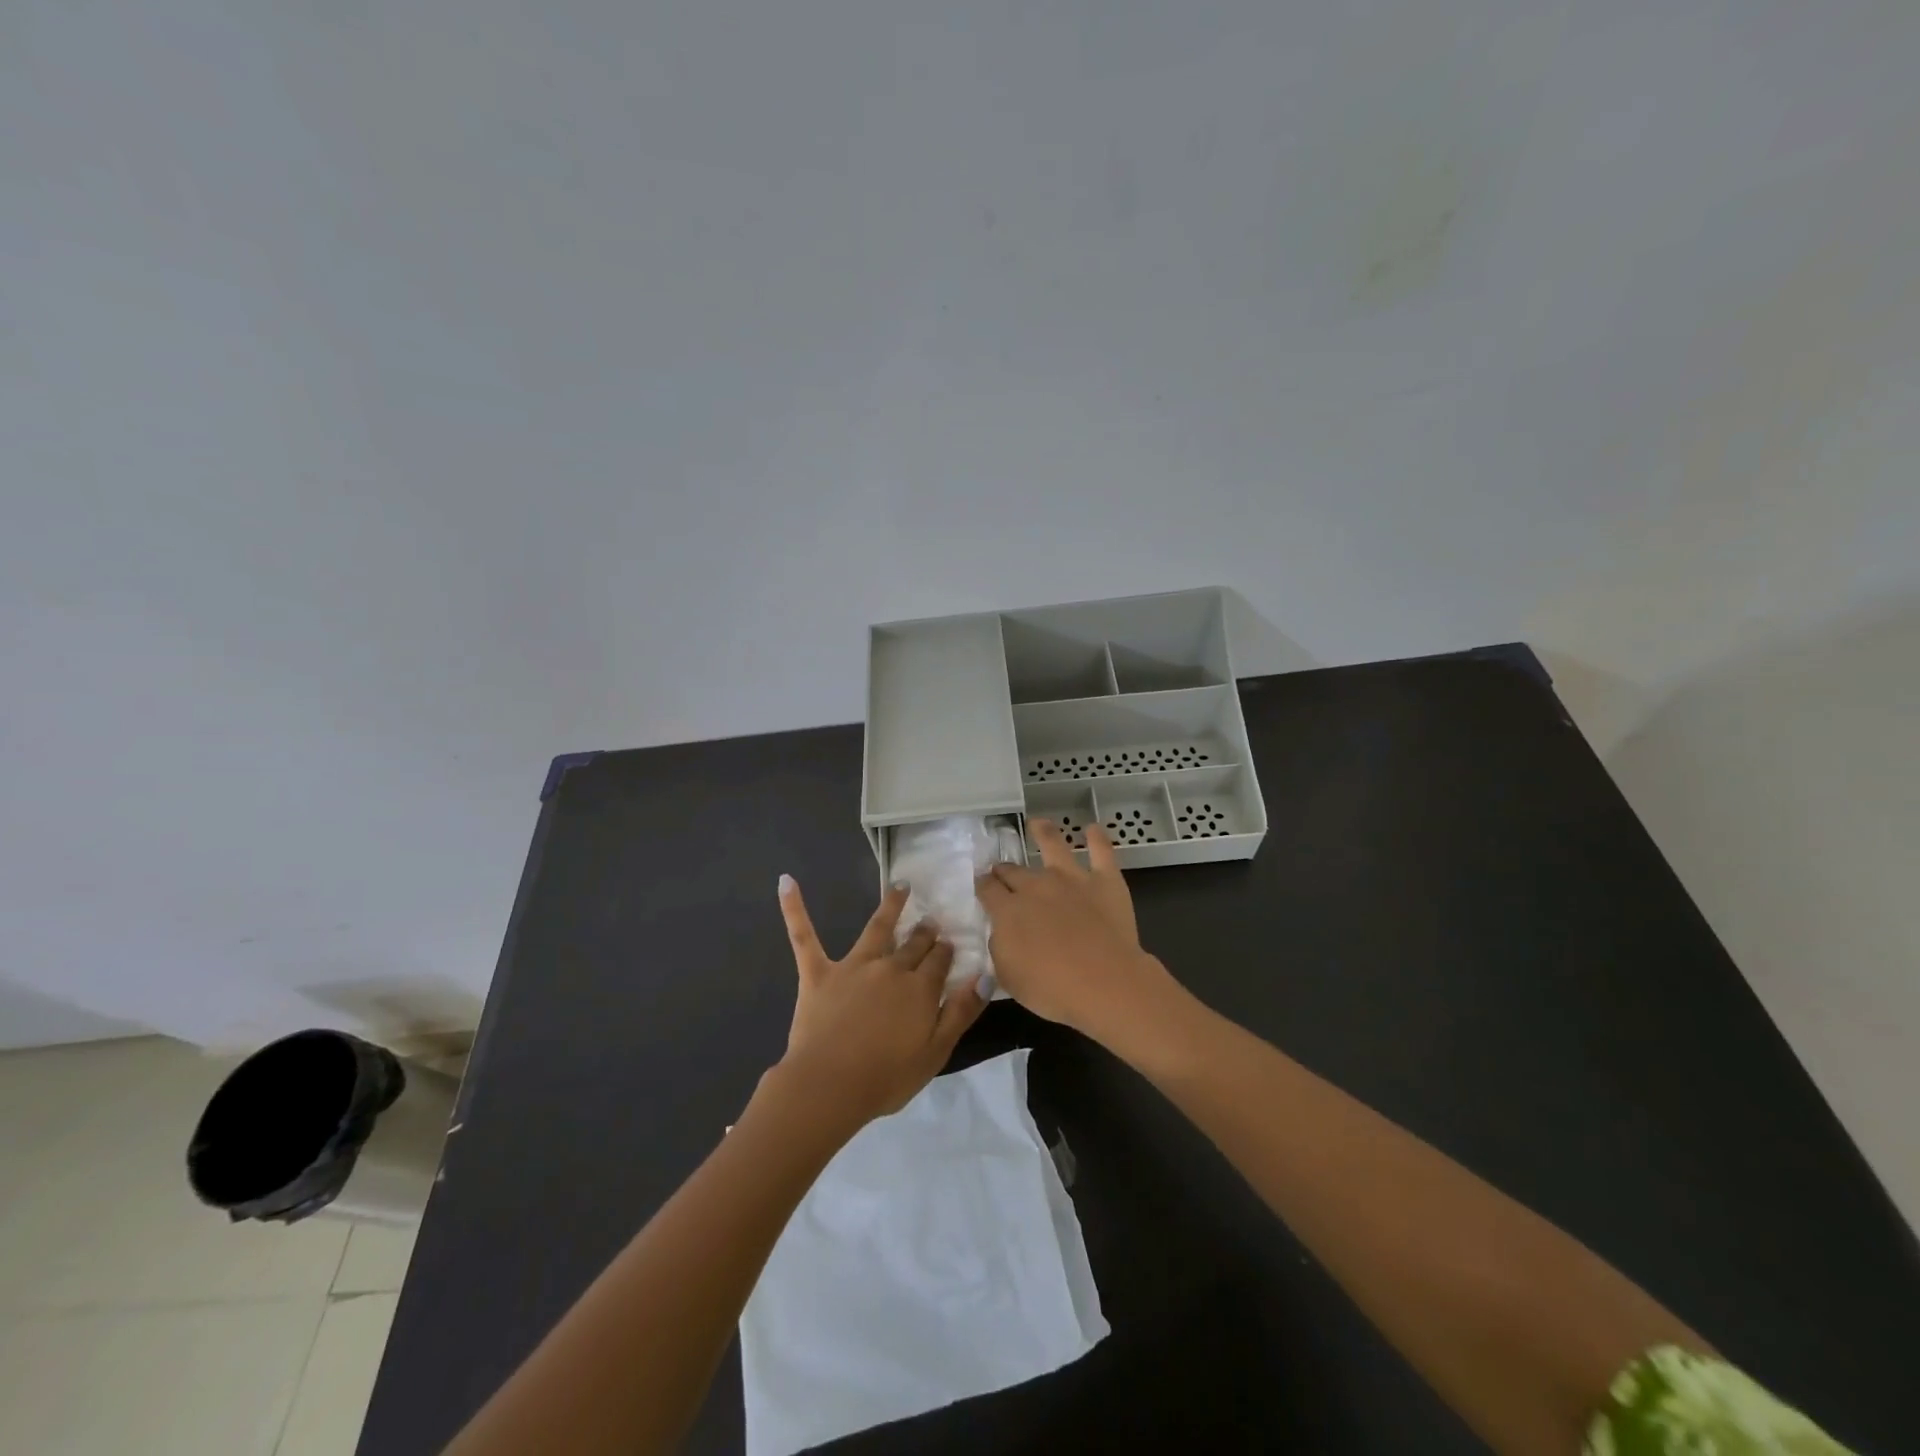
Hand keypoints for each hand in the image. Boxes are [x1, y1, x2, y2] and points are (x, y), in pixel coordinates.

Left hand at [772, 876, 986, 1127]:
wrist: (830, 1086)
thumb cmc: (886, 1077)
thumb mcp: (937, 1052)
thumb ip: (962, 1011)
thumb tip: (985, 975)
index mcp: (920, 988)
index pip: (940, 960)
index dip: (946, 951)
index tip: (949, 944)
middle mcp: (890, 968)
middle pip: (914, 943)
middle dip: (925, 931)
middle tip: (930, 922)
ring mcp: (853, 967)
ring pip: (877, 928)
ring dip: (891, 906)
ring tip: (900, 887)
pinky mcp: (818, 973)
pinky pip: (804, 936)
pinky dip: (794, 908)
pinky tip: (786, 881)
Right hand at [975, 819, 1178, 1041]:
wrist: (1105, 983)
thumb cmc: (1051, 989)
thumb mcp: (1008, 977)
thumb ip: (999, 948)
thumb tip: (1000, 931)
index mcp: (1008, 910)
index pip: (987, 889)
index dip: (982, 886)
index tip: (982, 886)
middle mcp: (1036, 886)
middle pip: (1014, 870)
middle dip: (1005, 869)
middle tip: (1003, 871)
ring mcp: (1072, 879)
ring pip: (1053, 845)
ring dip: (1044, 832)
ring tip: (1039, 823)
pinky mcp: (1105, 881)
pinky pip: (1101, 852)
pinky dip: (1097, 838)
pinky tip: (1093, 828)